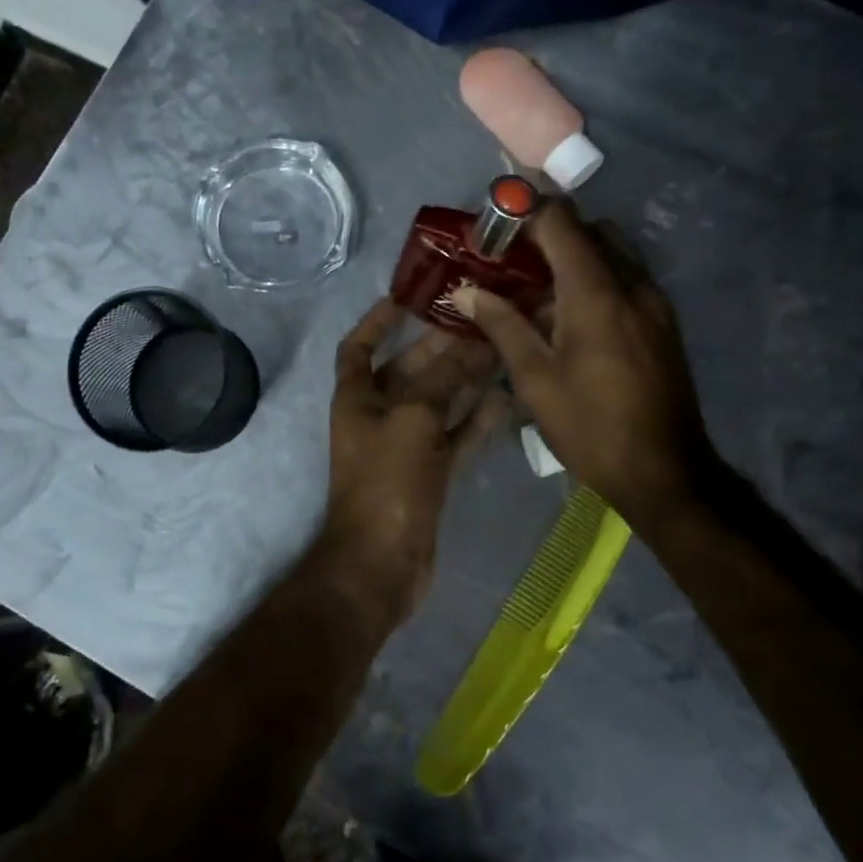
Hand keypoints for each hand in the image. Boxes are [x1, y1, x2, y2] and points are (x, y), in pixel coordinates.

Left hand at [314, 299, 505, 627]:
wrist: (382, 563)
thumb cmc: (387, 483)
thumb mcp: (413, 419)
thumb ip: (443, 378)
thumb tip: (472, 344)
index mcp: (356, 399)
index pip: (358, 347)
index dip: (377, 321)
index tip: (409, 298)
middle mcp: (377, 417)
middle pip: (407, 370)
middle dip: (438, 347)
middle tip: (480, 322)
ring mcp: (403, 447)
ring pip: (436, 402)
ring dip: (463, 380)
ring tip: (500, 351)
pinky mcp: (428, 473)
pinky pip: (454, 436)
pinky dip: (475, 419)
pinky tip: (505, 399)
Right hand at [452, 200, 716, 527]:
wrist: (665, 471)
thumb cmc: (590, 426)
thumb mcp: (535, 379)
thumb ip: (501, 324)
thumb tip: (465, 290)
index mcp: (596, 292)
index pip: (561, 221)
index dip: (524, 212)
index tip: (493, 228)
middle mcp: (632, 283)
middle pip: (589, 229)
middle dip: (547, 233)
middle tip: (509, 261)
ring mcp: (654, 301)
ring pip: (611, 252)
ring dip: (573, 257)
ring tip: (535, 290)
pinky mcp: (664, 321)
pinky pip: (626, 278)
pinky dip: (595, 279)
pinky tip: (569, 317)